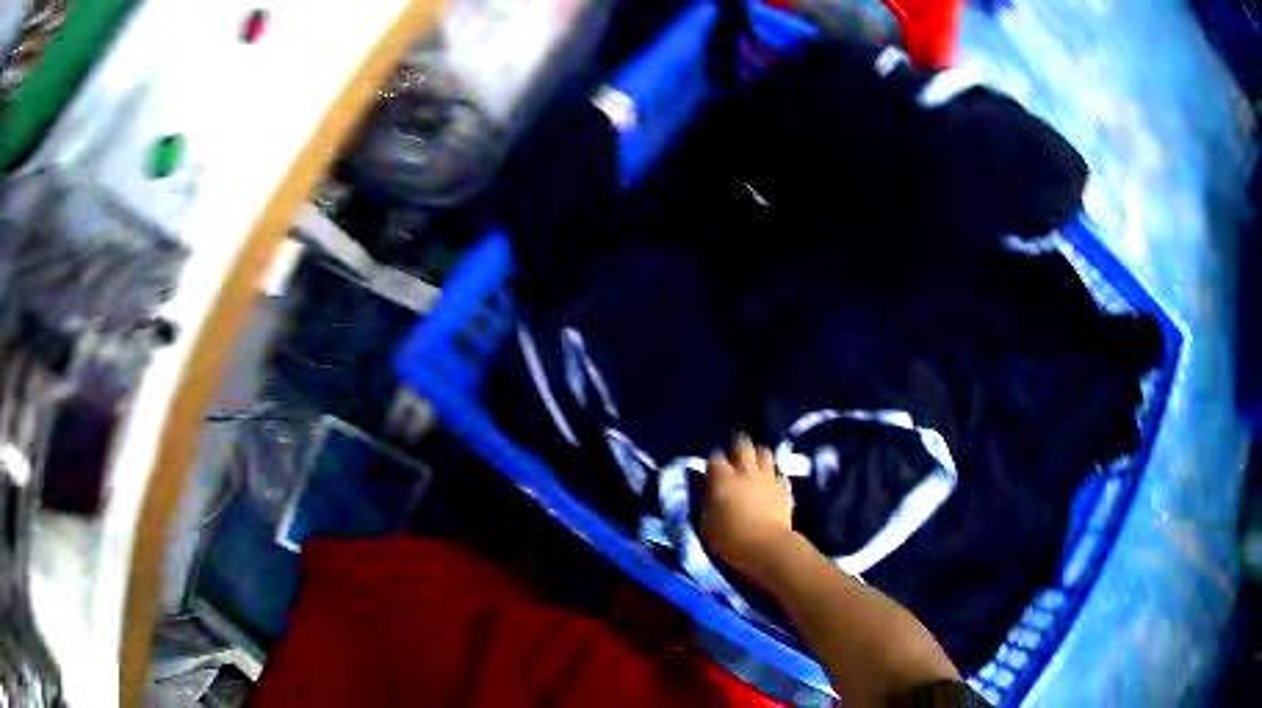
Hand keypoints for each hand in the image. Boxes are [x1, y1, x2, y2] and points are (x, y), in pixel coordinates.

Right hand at [700, 434, 796, 582]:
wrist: (767, 548)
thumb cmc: (729, 540)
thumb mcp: (705, 524)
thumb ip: (703, 500)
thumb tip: (701, 486)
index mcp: (722, 479)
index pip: (714, 456)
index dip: (712, 458)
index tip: (710, 464)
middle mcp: (746, 472)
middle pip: (743, 444)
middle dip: (737, 443)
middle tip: (734, 450)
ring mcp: (767, 477)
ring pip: (765, 452)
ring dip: (758, 453)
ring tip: (755, 460)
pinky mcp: (784, 488)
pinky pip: (780, 473)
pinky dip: (775, 474)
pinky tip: (771, 481)